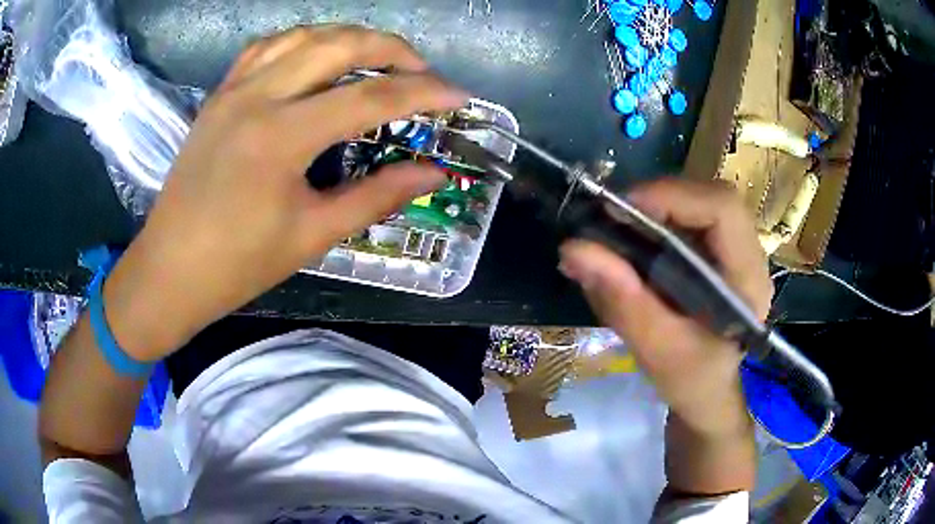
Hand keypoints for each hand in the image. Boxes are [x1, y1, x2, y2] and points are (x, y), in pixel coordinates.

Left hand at [101, 26, 468, 360]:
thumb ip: (377, 195)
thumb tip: (433, 173)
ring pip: (303, 35)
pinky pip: (266, 47)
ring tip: (377, 57)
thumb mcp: (313, 234)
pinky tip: (317, 56)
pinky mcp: (219, 94)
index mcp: (281, 136)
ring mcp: (233, 89)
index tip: (458, 95)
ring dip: (349, 37)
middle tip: (422, 70)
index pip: (370, 97)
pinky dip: (303, 41)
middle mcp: (257, 96)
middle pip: (339, 44)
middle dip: (392, 48)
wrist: (170, 270)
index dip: (423, 92)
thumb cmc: (237, 265)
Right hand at [559, 178, 772, 435]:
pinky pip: (690, 217)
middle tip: (613, 219)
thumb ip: (621, 301)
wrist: (708, 393)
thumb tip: (573, 249)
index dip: (673, 197)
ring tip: (619, 230)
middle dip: (659, 199)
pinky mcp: (720, 251)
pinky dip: (658, 219)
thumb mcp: (656, 350)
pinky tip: (636, 242)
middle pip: (710, 197)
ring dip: (656, 207)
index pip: (723, 210)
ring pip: (699, 201)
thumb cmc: (691, 381)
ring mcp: (737, 250)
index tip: (622, 211)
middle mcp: (749, 256)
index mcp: (747, 281)